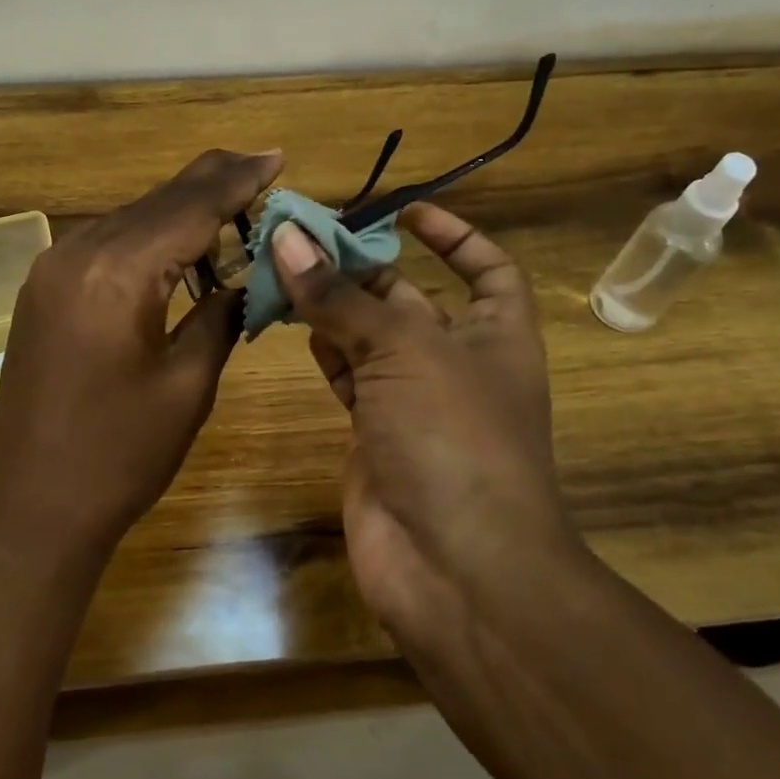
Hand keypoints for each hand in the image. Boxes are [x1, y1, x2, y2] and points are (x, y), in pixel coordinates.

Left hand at [0, 149, 283, 544]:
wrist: (33, 505)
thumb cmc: (121, 454)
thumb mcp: (188, 384)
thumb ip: (220, 317)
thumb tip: (244, 282)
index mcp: (117, 274)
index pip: (189, 208)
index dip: (237, 181)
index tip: (275, 157)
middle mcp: (77, 254)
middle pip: (157, 201)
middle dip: (210, 183)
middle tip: (260, 166)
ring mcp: (52, 269)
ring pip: (130, 218)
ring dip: (179, 210)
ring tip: (231, 202)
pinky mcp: (44, 289)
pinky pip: (106, 244)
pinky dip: (147, 237)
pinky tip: (178, 245)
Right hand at [269, 203, 584, 649]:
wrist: (455, 568)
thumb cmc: (453, 437)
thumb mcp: (404, 350)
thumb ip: (341, 296)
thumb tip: (288, 238)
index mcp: (497, 333)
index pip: (486, 268)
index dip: (453, 235)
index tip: (406, 210)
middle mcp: (458, 363)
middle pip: (410, 297)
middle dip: (363, 266)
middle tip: (303, 237)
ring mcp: (415, 402)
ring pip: (369, 338)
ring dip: (332, 306)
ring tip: (283, 270)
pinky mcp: (375, 435)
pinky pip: (348, 378)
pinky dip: (323, 350)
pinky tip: (293, 324)